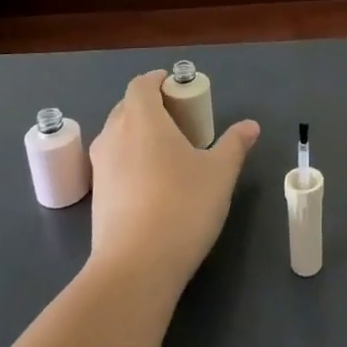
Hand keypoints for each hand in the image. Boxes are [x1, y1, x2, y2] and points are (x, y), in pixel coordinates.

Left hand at [87, 71, 259, 292]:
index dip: (157, 80)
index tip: (177, 86)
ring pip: (117, 136)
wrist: (137, 266)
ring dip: (138, 134)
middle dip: (150, 106)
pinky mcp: (97, 196)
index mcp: (142, 119)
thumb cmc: (183, 205)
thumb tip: (250, 126)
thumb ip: (234, 144)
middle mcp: (114, 136)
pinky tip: (153, 183)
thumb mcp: (220, 172)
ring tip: (167, 150)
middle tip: (179, 119)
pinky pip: (114, 163)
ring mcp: (101, 167)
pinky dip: (130, 160)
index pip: (141, 85)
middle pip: (127, 108)